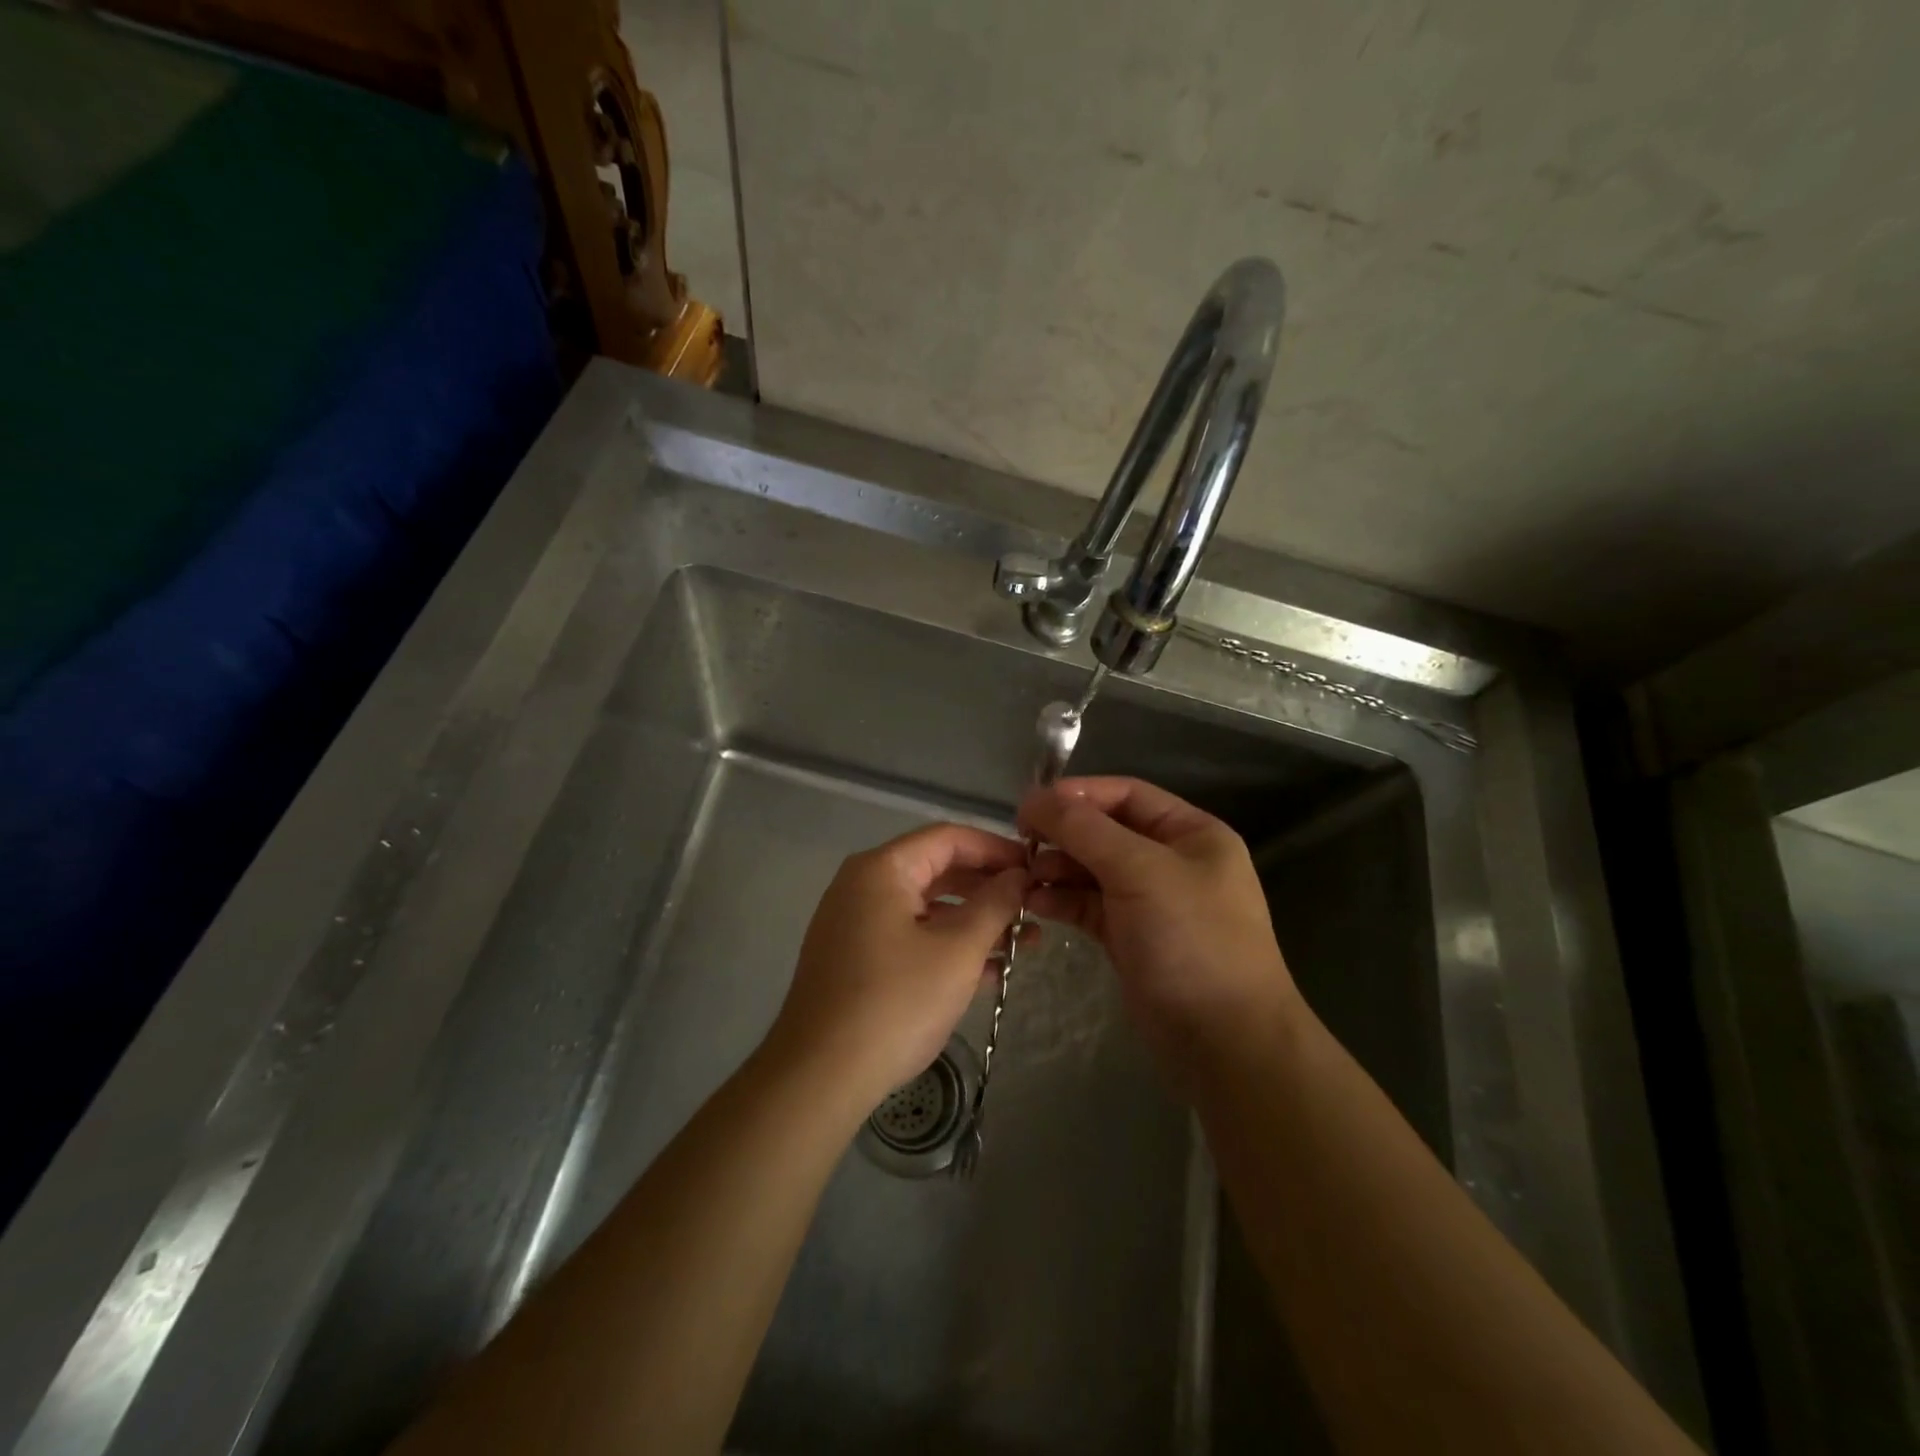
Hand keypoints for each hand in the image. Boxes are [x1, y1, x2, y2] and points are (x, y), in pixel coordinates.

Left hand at [768, 823, 1027, 1115]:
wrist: (820, 1076)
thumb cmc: (896, 1001)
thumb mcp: (957, 950)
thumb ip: (994, 905)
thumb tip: (1019, 876)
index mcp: (882, 869)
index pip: (948, 838)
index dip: (996, 849)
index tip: (1036, 868)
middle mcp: (864, 886)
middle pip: (938, 871)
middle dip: (990, 889)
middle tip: (1035, 907)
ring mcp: (856, 924)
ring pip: (928, 908)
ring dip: (975, 922)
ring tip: (1025, 943)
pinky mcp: (856, 959)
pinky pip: (911, 937)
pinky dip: (948, 947)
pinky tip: (991, 972)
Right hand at [1018, 777, 1298, 1080]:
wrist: (1223, 1040)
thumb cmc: (1192, 939)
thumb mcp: (1141, 871)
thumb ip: (1086, 830)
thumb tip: (1036, 799)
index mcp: (1191, 833)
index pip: (1127, 794)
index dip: (1079, 794)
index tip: (1031, 805)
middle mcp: (1170, 860)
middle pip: (1105, 831)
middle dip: (1063, 834)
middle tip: (1020, 842)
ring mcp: (1149, 901)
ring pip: (1092, 870)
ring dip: (1056, 868)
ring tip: (1023, 877)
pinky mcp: (1129, 936)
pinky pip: (1088, 905)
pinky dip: (1062, 900)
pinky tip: (1034, 903)